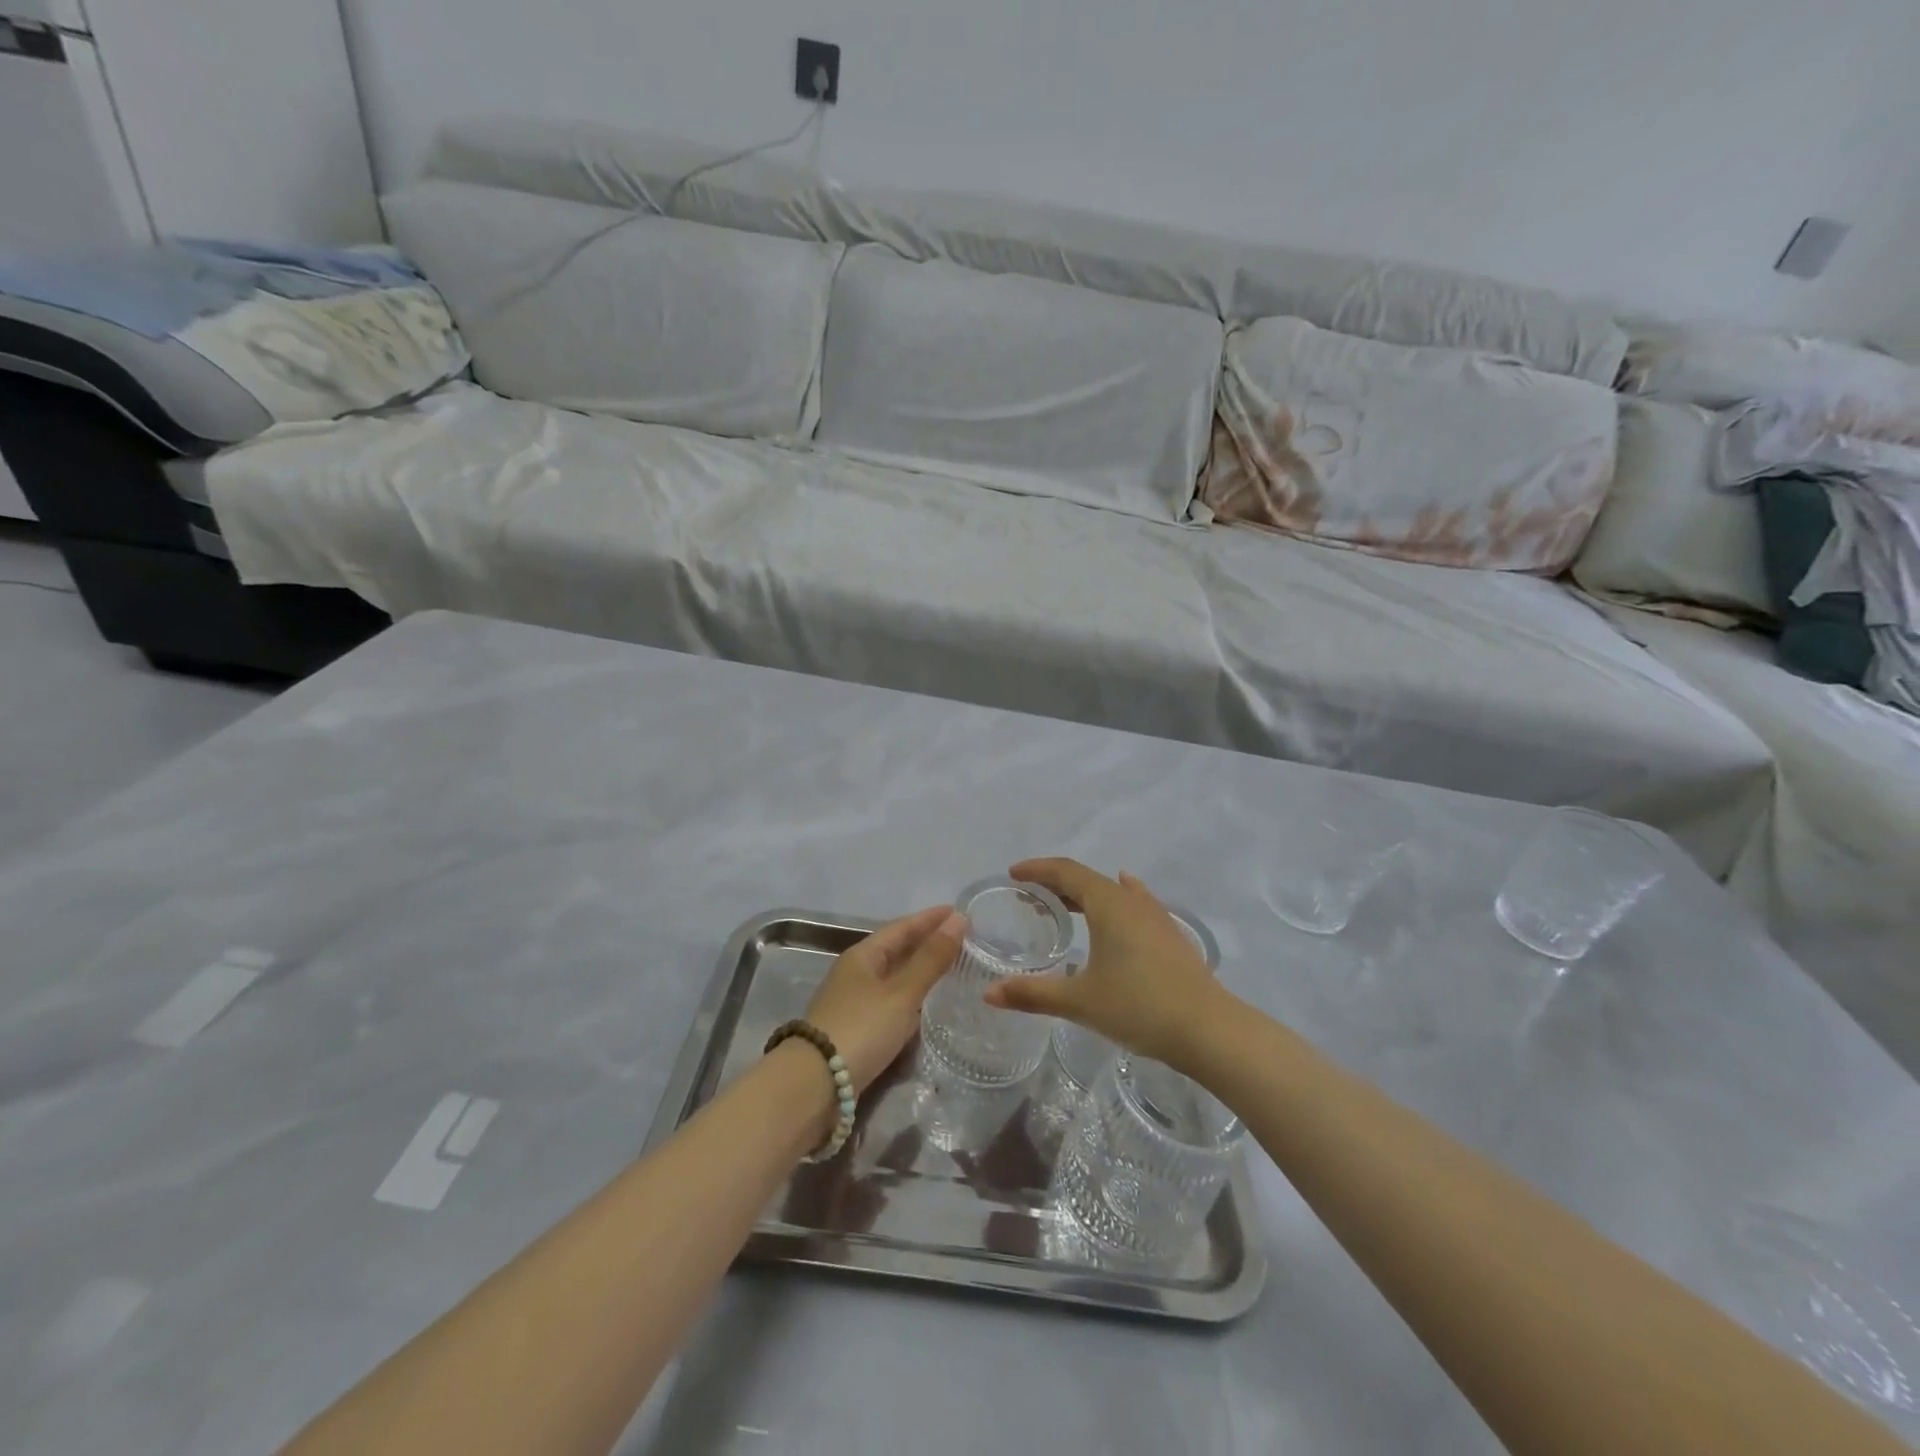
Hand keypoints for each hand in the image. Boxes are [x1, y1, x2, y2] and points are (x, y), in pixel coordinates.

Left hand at [804, 905, 965, 1093]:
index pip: (901, 927)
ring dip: (920, 971)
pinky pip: (891, 1003)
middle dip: (926, 943)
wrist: (815, 1085)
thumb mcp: (902, 992)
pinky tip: (928, 1006)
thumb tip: (958, 920)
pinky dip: (912, 998)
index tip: (959, 912)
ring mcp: (853, 1003)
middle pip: (896, 950)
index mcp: (862, 955)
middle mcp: (856, 973)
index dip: (930, 919)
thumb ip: (931, 959)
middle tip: (961, 940)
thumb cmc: (861, 1028)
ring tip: (951, 969)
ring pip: (893, 978)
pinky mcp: (856, 1031)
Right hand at [984, 859, 1226, 1071]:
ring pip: (1111, 892)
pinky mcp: (1170, 935)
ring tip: (1063, 907)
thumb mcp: (1080, 1002)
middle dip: (1055, 884)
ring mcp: (1155, 916)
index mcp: (1108, 904)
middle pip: (1087, 879)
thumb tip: (988, 994)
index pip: (1066, 871)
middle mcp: (1131, 900)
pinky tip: (1122, 897)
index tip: (1013, 874)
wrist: (1209, 1030)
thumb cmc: (1140, 1007)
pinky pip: (1135, 903)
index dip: (1037, 869)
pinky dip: (1116, 899)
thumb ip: (1032, 994)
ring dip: (1083, 894)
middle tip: (1028, 897)